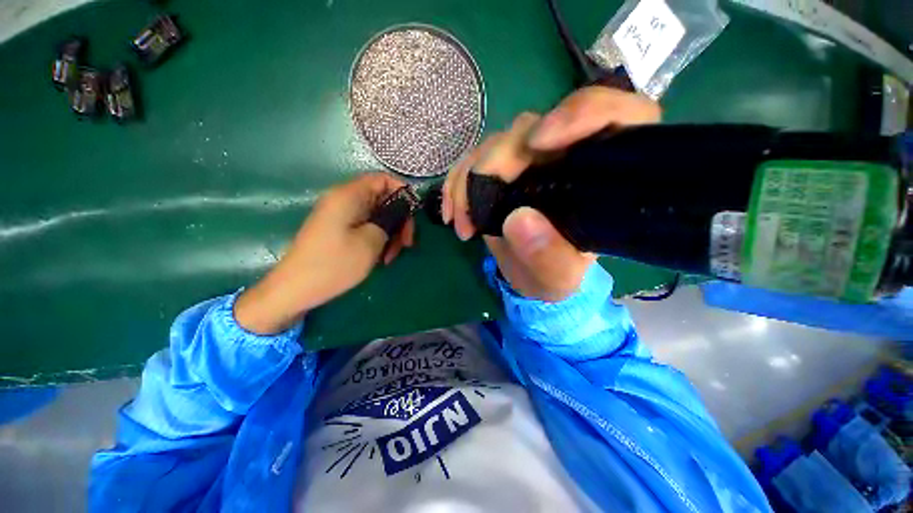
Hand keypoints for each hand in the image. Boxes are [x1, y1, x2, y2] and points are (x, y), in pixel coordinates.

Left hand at [235, 173, 414, 333]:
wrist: (295, 289)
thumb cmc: (334, 264)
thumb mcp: (371, 242)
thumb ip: (390, 221)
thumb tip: (400, 213)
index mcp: (349, 196)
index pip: (383, 179)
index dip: (402, 193)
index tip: (413, 215)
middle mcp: (344, 200)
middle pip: (383, 199)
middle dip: (399, 220)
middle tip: (406, 244)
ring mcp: (341, 216)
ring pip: (377, 216)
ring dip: (390, 234)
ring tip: (391, 257)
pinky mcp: (339, 230)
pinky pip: (366, 227)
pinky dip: (378, 240)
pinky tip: (381, 258)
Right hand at [441, 86, 660, 301]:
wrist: (532, 272)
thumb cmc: (556, 273)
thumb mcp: (558, 276)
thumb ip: (548, 256)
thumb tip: (517, 219)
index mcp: (601, 173)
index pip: (613, 115)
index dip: (580, 114)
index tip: (540, 142)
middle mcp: (565, 155)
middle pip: (533, 130)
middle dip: (496, 165)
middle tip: (475, 212)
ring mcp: (529, 158)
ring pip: (496, 144)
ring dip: (469, 180)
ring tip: (462, 223)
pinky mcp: (501, 167)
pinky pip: (472, 160)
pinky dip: (457, 183)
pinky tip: (452, 213)